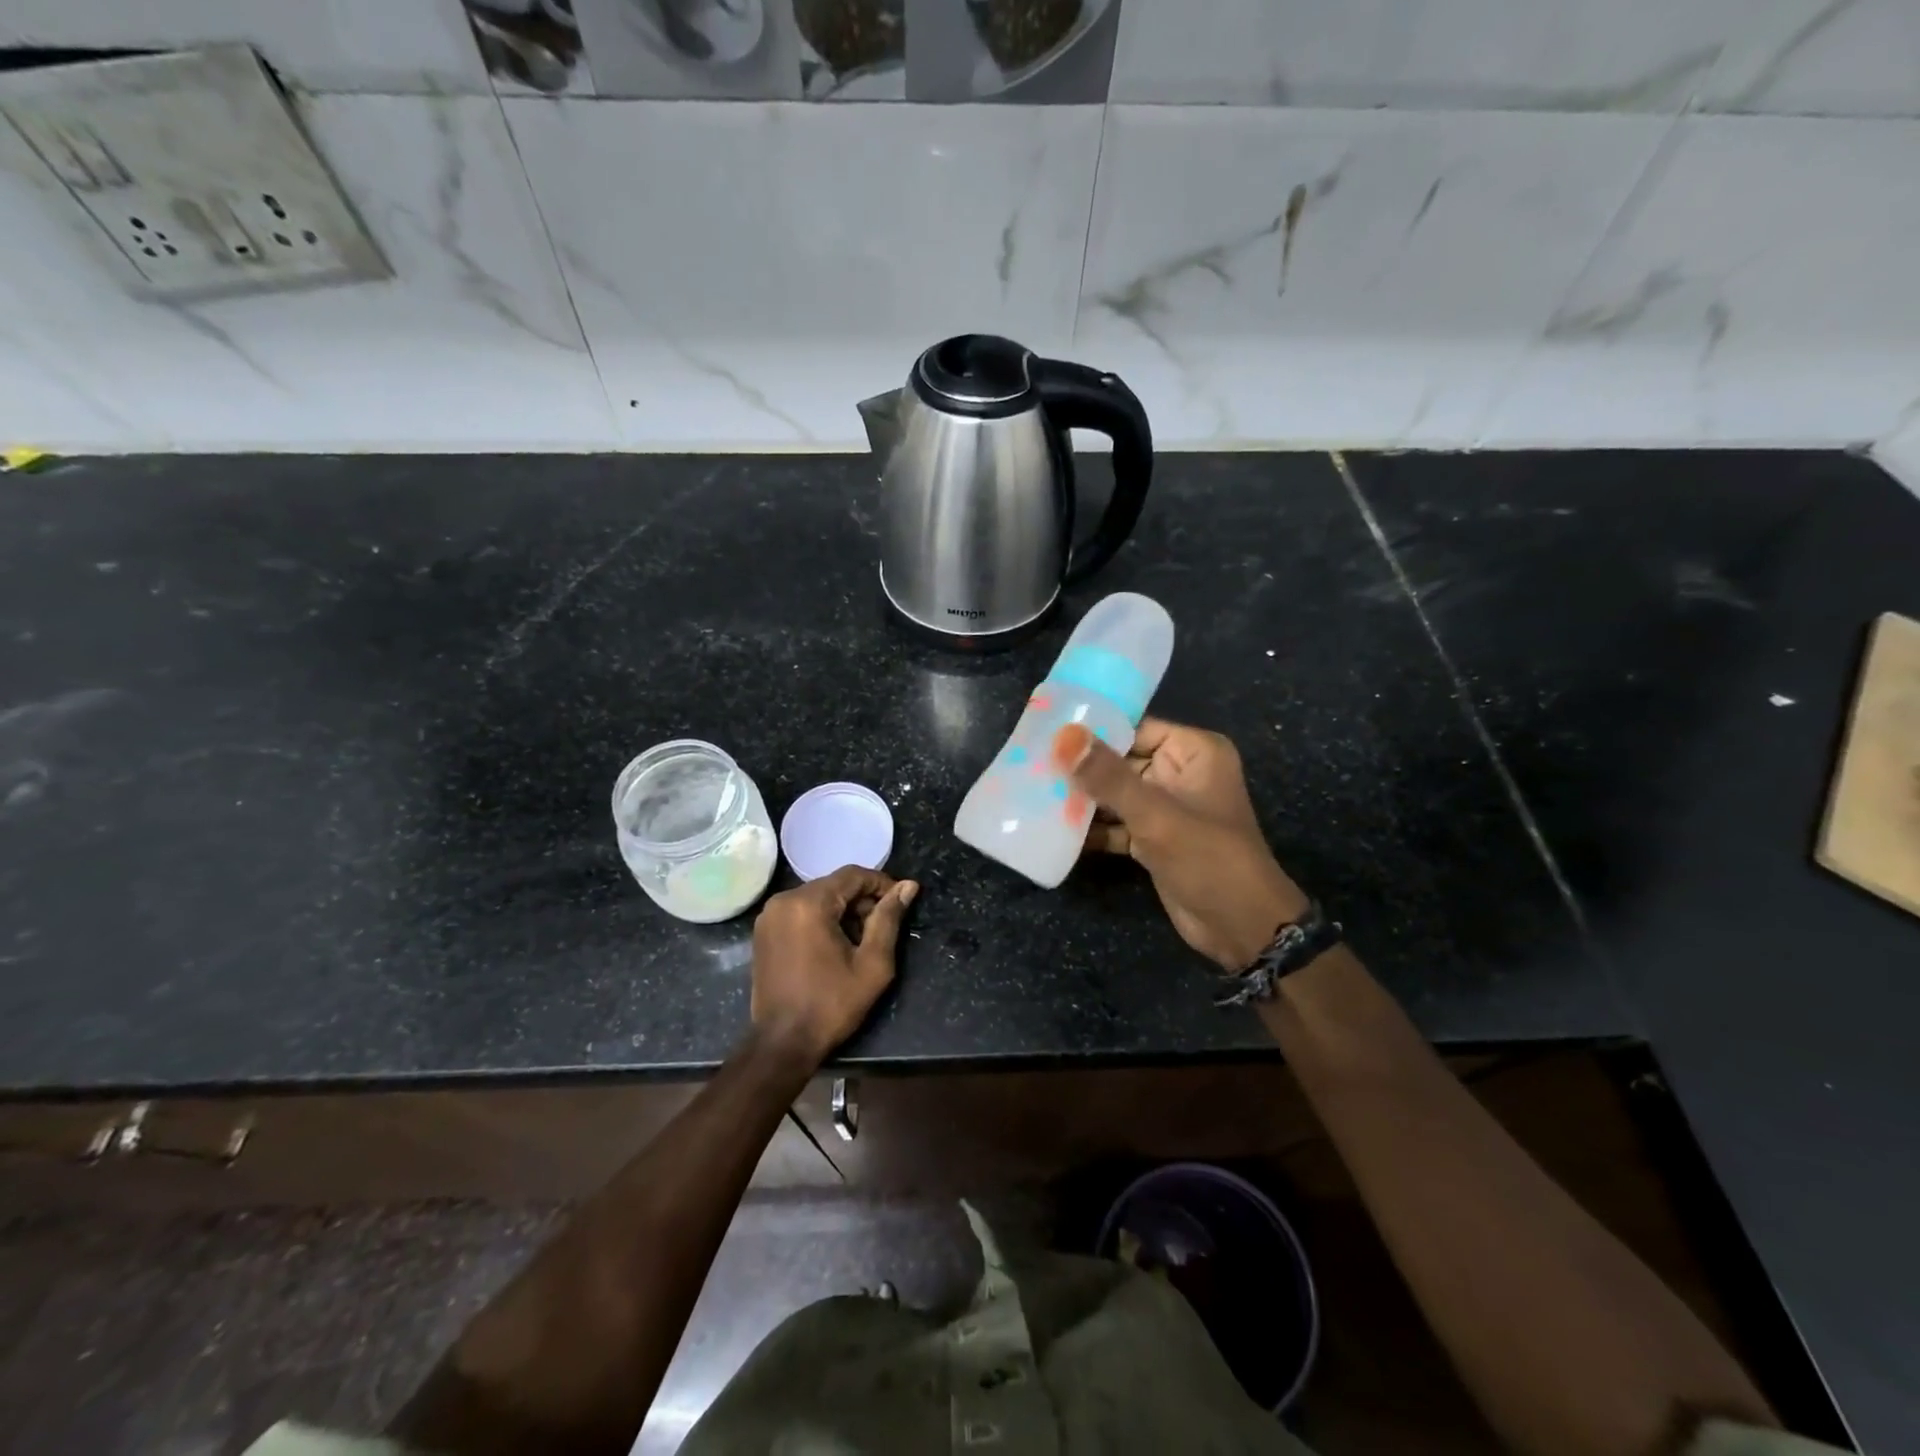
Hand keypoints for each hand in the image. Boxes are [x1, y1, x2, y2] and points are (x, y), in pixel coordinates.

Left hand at [750, 866, 918, 1062]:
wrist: (782, 1043)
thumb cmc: (832, 1004)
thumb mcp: (872, 964)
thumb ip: (889, 919)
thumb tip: (909, 886)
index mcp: (809, 903)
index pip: (853, 875)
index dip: (881, 884)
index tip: (900, 901)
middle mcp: (784, 900)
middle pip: (834, 885)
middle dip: (862, 901)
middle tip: (881, 928)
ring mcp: (769, 915)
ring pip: (818, 897)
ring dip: (842, 911)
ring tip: (860, 940)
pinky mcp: (763, 931)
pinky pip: (800, 911)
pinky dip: (821, 919)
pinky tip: (834, 946)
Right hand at [1055, 717, 1306, 969]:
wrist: (1242, 928)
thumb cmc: (1208, 859)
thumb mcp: (1156, 814)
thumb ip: (1108, 776)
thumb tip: (1062, 737)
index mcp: (1193, 752)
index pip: (1134, 728)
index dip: (1092, 731)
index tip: (1045, 732)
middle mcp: (1180, 772)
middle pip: (1120, 761)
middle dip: (1080, 768)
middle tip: (1030, 766)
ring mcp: (1166, 807)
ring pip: (1115, 794)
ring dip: (1081, 800)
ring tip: (1033, 794)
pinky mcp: (1154, 838)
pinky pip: (1117, 823)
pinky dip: (1092, 828)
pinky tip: (1053, 829)